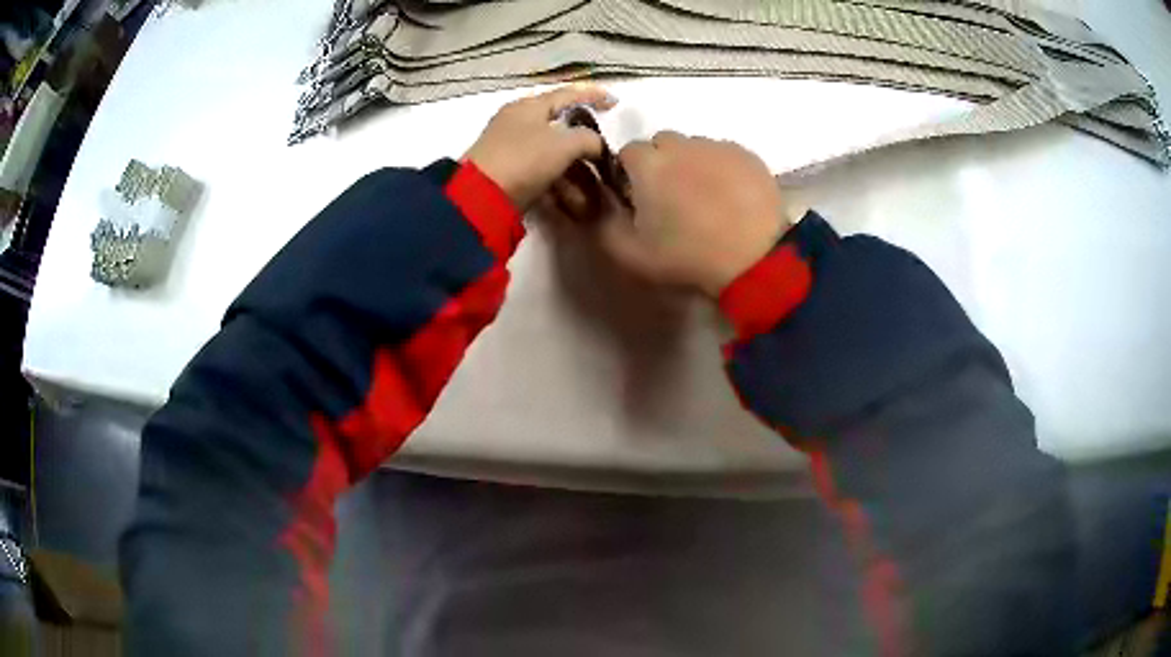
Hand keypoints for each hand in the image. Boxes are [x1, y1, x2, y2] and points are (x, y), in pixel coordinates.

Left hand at [464, 84, 616, 209]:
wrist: (480, 197)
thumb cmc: (523, 160)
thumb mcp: (563, 144)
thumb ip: (588, 139)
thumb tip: (597, 145)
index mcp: (528, 106)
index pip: (567, 94)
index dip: (592, 95)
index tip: (614, 102)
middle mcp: (518, 123)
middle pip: (559, 126)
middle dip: (585, 140)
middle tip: (604, 151)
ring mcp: (511, 149)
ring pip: (552, 152)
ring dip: (576, 167)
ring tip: (594, 183)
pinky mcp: (508, 174)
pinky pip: (542, 172)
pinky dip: (560, 182)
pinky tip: (575, 197)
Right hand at [599, 132, 792, 296]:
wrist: (754, 259)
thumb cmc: (687, 256)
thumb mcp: (630, 254)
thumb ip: (603, 225)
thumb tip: (599, 203)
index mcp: (648, 163)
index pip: (627, 153)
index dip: (630, 174)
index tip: (640, 199)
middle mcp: (681, 144)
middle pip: (661, 144)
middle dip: (661, 164)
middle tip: (673, 198)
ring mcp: (717, 146)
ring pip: (694, 147)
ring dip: (692, 164)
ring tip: (706, 198)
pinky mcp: (746, 154)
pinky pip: (724, 153)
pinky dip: (721, 168)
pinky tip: (731, 196)